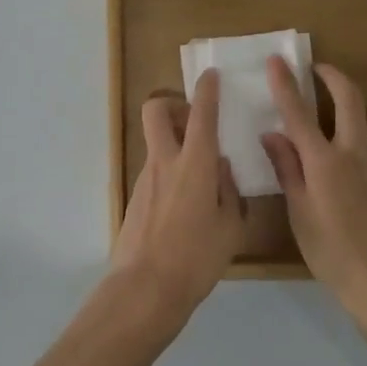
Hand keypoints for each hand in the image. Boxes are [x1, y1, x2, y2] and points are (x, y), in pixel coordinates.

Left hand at [109, 69, 246, 325]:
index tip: (211, 76)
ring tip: (201, 176)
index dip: (207, 90)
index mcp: (194, 164)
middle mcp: (165, 162)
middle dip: (172, 104)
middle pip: (155, 111)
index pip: (201, 114)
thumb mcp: (231, 227)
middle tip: (192, 121)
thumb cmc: (196, 258)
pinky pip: (155, 172)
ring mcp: (145, 179)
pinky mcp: (135, 199)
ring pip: (156, 143)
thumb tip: (222, 170)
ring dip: (174, 144)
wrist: (145, 289)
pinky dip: (170, 173)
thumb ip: (229, 192)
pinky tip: (186, 205)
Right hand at [261, 56, 366, 313]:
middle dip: (332, 76)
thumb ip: (287, 168)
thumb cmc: (331, 252)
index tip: (276, 60)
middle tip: (319, 69)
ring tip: (351, 110)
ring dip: (364, 103)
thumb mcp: (298, 213)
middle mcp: (355, 152)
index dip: (285, 83)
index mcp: (323, 162)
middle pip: (348, 97)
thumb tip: (272, 134)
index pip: (298, 112)